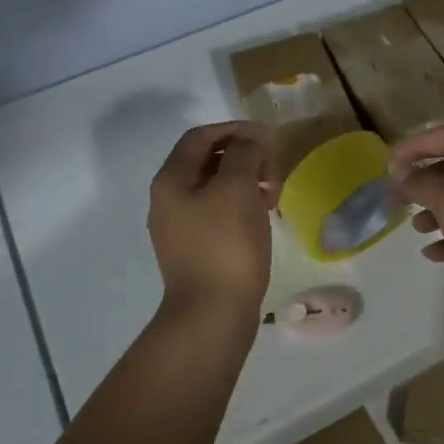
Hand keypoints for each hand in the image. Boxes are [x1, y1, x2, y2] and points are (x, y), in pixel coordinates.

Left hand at [148, 122, 277, 323]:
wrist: (212, 313)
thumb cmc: (225, 245)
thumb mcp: (236, 188)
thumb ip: (243, 154)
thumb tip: (250, 138)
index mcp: (172, 180)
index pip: (201, 136)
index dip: (234, 129)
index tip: (267, 138)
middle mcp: (169, 199)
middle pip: (207, 160)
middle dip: (243, 155)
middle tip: (274, 167)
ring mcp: (180, 227)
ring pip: (215, 188)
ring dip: (245, 180)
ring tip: (274, 192)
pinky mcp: (196, 249)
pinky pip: (219, 213)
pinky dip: (242, 205)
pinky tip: (263, 215)